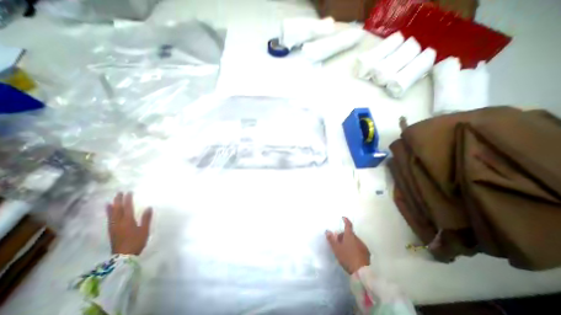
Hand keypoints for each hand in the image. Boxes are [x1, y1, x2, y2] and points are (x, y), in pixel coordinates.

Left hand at [105, 192, 151, 254]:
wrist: (123, 256)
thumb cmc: (137, 241)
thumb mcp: (144, 230)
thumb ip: (146, 218)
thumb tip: (149, 207)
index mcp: (128, 221)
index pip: (127, 207)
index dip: (128, 199)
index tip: (129, 192)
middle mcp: (119, 222)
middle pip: (117, 209)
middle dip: (118, 201)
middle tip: (119, 193)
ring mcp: (114, 227)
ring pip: (112, 214)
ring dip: (112, 206)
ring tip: (111, 201)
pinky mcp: (112, 231)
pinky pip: (110, 219)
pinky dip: (109, 213)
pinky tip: (109, 212)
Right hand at [327, 217, 371, 274]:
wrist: (362, 272)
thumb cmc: (347, 257)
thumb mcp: (336, 249)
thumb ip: (331, 239)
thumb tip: (327, 231)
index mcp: (350, 236)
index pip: (348, 225)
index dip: (346, 220)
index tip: (343, 218)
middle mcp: (357, 238)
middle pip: (350, 234)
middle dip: (344, 236)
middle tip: (338, 242)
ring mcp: (363, 246)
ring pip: (354, 240)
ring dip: (349, 242)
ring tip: (344, 250)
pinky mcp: (367, 253)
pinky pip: (358, 247)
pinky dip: (354, 248)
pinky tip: (351, 255)